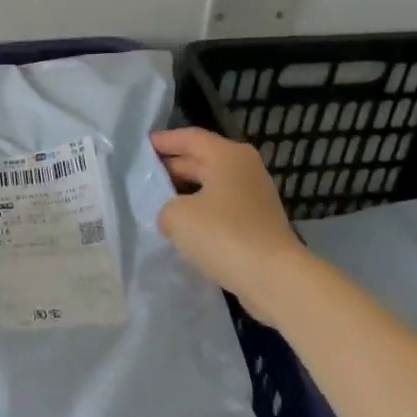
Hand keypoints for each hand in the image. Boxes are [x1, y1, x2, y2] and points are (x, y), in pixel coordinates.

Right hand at [151, 128, 308, 325]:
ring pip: (212, 185)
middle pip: (202, 159)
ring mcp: (255, 196)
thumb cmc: (223, 235)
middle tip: (144, 177)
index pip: (190, 137)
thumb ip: (165, 207)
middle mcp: (244, 168)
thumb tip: (173, 215)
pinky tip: (184, 227)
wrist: (274, 278)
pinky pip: (222, 207)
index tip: (142, 147)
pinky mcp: (258, 222)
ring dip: (186, 192)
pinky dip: (202, 211)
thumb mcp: (177, 216)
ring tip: (158, 203)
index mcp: (227, 155)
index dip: (164, 141)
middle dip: (173, 167)